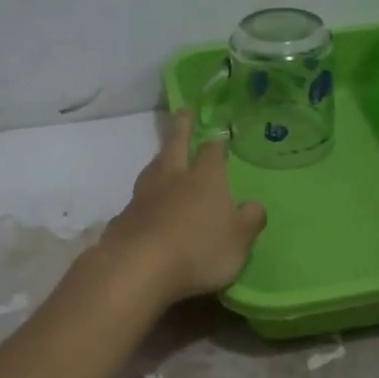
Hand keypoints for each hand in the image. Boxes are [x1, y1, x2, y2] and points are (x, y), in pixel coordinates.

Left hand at [98, 111, 267, 305]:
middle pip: (175, 145)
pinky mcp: (124, 218)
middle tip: (183, 110)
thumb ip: (250, 220)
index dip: (217, 143)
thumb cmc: (198, 250)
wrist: (139, 267)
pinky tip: (144, 206)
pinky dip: (143, 197)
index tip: (219, 134)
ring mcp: (144, 196)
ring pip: (153, 168)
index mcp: (205, 179)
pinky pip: (137, 200)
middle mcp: (173, 179)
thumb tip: (254, 206)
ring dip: (159, 159)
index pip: (212, 153)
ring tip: (162, 156)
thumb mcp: (239, 240)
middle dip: (181, 127)